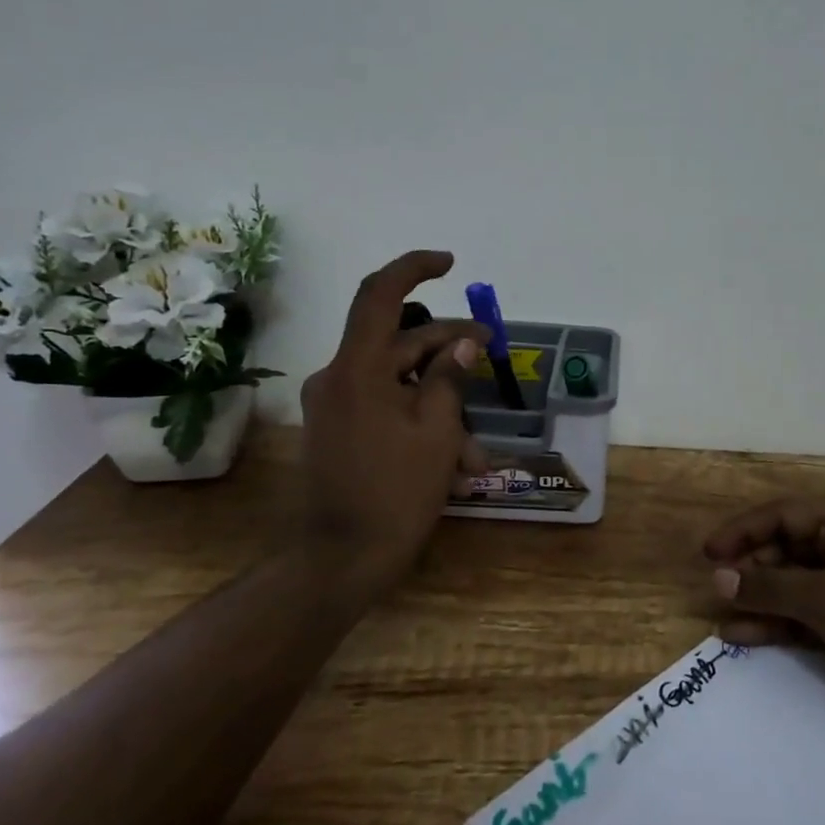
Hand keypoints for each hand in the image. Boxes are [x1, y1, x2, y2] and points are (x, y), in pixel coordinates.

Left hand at [298, 250, 488, 583]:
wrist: (340, 560)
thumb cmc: (394, 493)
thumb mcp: (437, 432)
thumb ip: (450, 379)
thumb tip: (463, 344)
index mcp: (356, 369)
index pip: (380, 294)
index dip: (414, 268)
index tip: (450, 264)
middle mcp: (338, 377)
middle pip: (399, 342)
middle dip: (448, 350)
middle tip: (489, 353)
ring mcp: (335, 405)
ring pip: (398, 382)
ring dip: (440, 401)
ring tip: (478, 448)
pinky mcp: (339, 430)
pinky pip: (385, 408)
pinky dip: (420, 421)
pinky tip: (456, 461)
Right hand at [704, 497, 824, 744]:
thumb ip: (771, 588)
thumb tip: (719, 579)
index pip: (783, 515)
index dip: (743, 530)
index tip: (709, 553)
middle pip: (785, 548)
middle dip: (750, 568)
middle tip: (716, 590)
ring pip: (791, 585)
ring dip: (759, 598)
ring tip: (721, 615)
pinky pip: (802, 616)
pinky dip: (776, 624)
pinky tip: (742, 635)